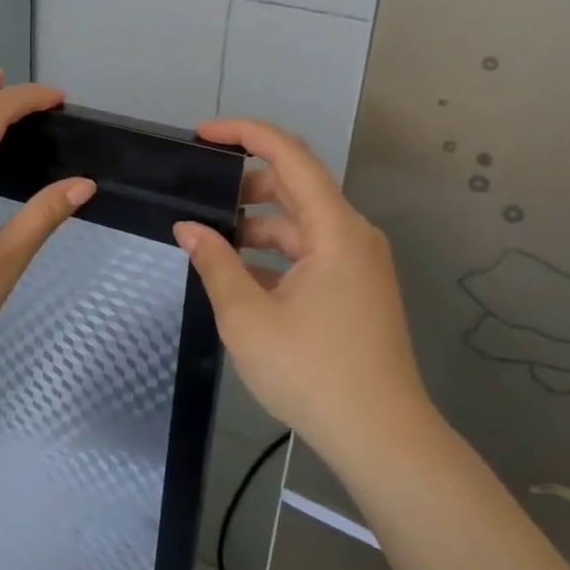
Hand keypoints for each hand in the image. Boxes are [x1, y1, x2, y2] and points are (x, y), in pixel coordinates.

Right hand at [173, 117, 438, 468]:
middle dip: (244, 184)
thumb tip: (188, 228)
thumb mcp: (247, 317)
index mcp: (334, 229)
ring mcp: (358, 262)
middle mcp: (353, 234)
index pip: (289, 154)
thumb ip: (214, 263)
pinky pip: (310, 252)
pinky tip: (240, 276)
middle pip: (296, 185)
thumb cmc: (312, 372)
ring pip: (300, 223)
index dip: (244, 133)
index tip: (202, 135)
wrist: (381, 437)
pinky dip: (274, 254)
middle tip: (198, 197)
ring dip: (256, 225)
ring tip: (211, 243)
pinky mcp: (356, 287)